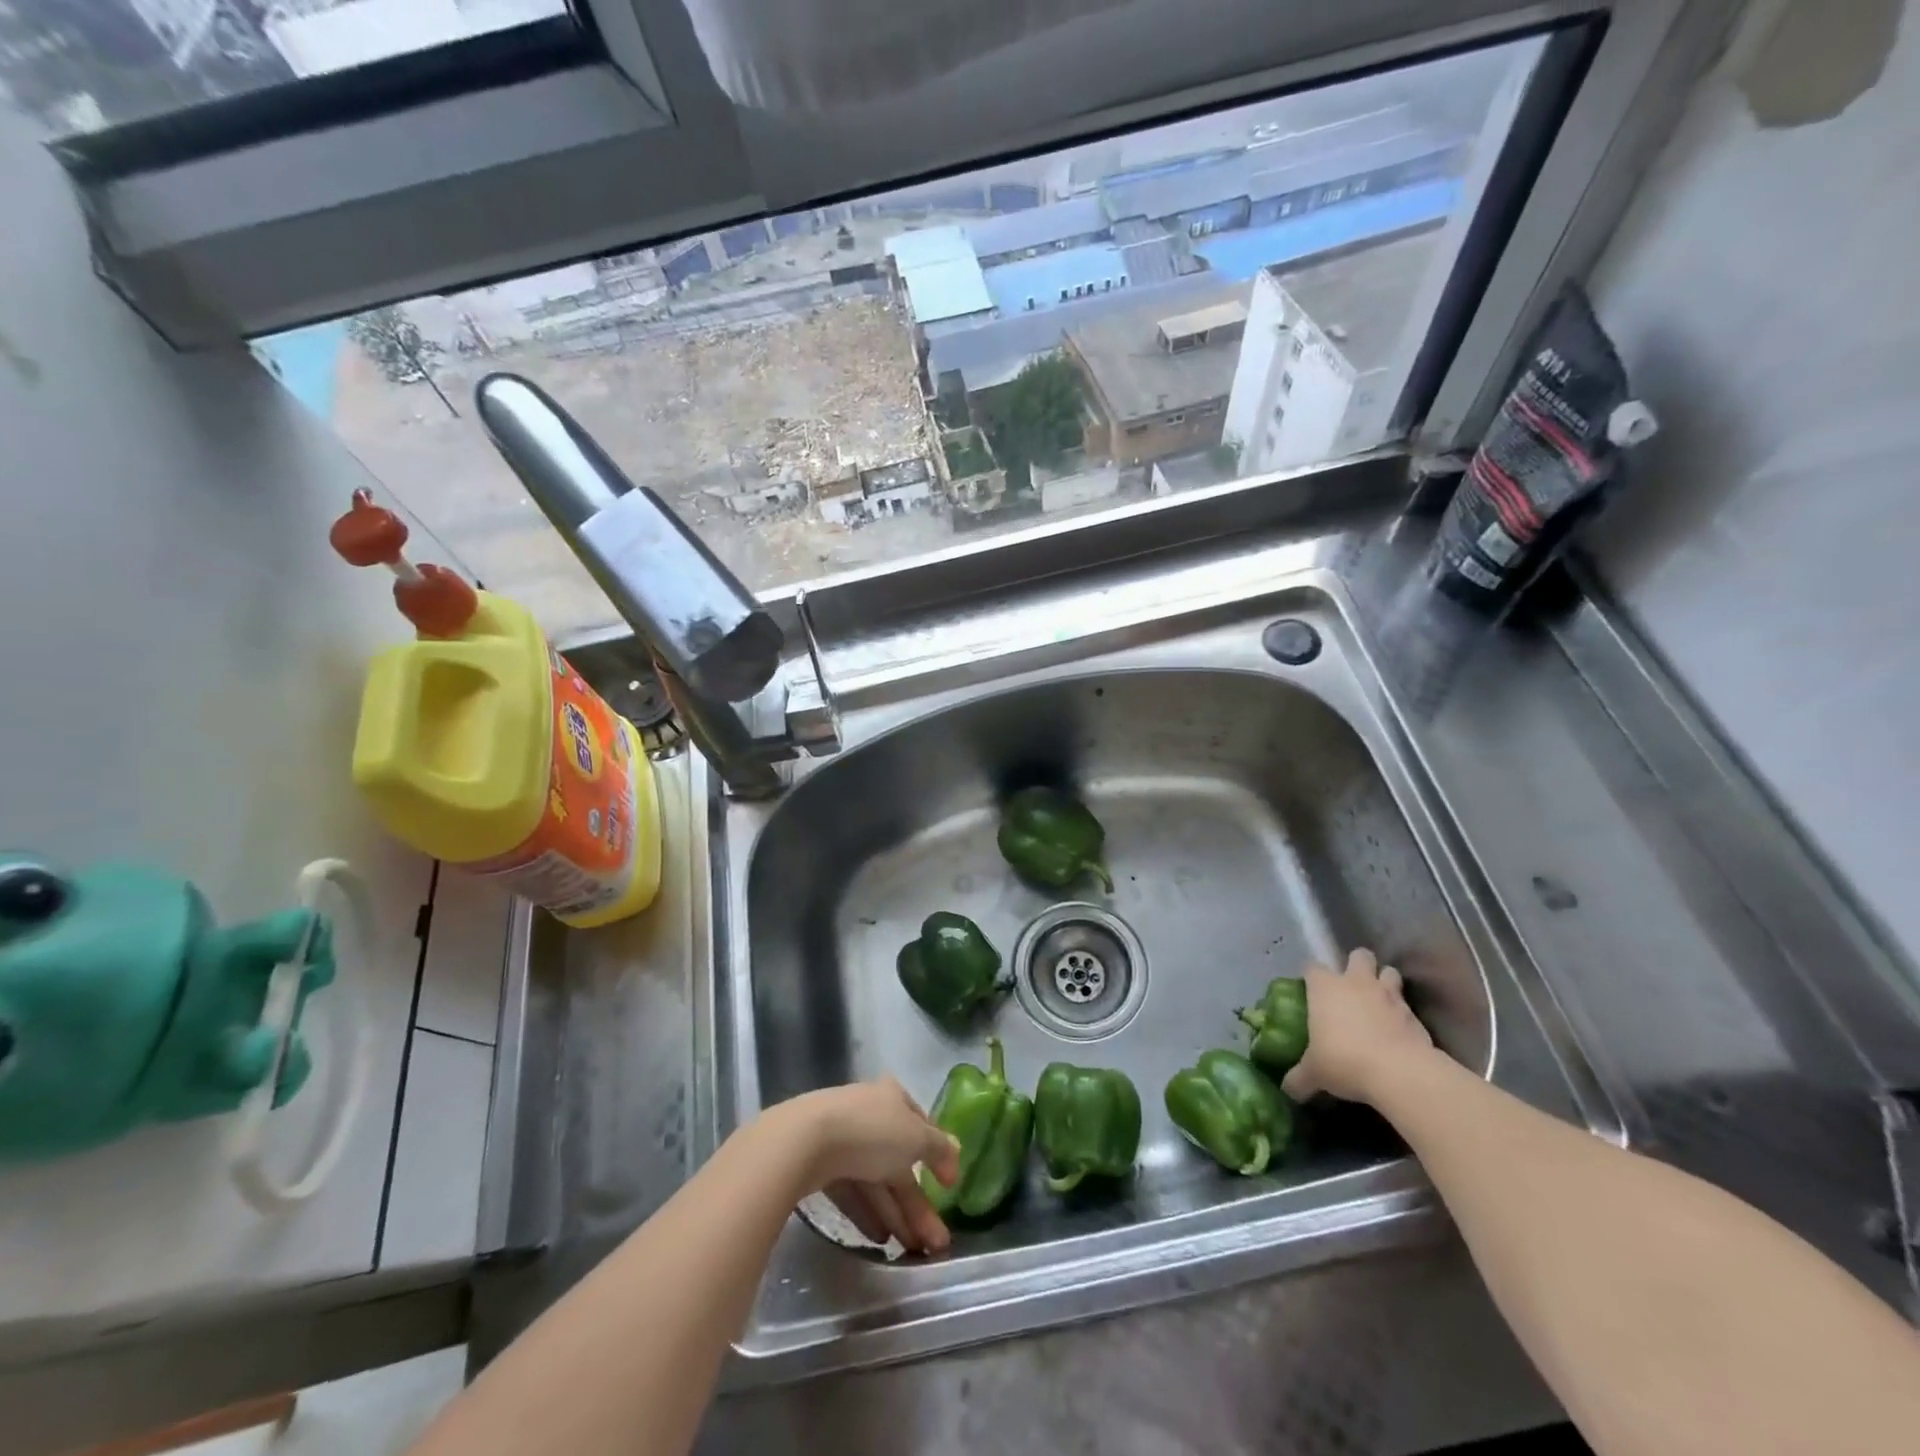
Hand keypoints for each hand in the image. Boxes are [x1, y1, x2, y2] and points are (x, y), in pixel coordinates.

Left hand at [775, 1078, 960, 1253]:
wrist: (804, 1141)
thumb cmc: (871, 1132)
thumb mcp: (916, 1138)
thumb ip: (939, 1148)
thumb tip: (957, 1151)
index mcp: (893, 1097)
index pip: (921, 1126)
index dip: (938, 1157)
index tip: (949, 1188)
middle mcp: (869, 1113)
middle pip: (899, 1161)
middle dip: (918, 1203)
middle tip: (936, 1243)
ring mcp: (842, 1138)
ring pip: (876, 1180)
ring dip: (895, 1215)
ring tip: (911, 1251)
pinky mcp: (819, 1163)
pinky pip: (851, 1191)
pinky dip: (867, 1213)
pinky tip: (879, 1240)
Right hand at [1281, 947, 1435, 1105]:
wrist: (1399, 1072)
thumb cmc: (1345, 1061)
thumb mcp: (1314, 1073)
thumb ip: (1299, 1078)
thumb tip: (1287, 1091)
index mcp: (1325, 987)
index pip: (1312, 967)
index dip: (1312, 977)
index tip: (1311, 990)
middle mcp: (1356, 982)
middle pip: (1359, 956)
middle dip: (1357, 965)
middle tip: (1352, 987)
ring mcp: (1388, 995)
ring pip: (1389, 971)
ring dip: (1385, 981)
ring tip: (1379, 1000)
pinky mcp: (1414, 1014)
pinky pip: (1408, 1004)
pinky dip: (1403, 1012)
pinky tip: (1399, 1030)